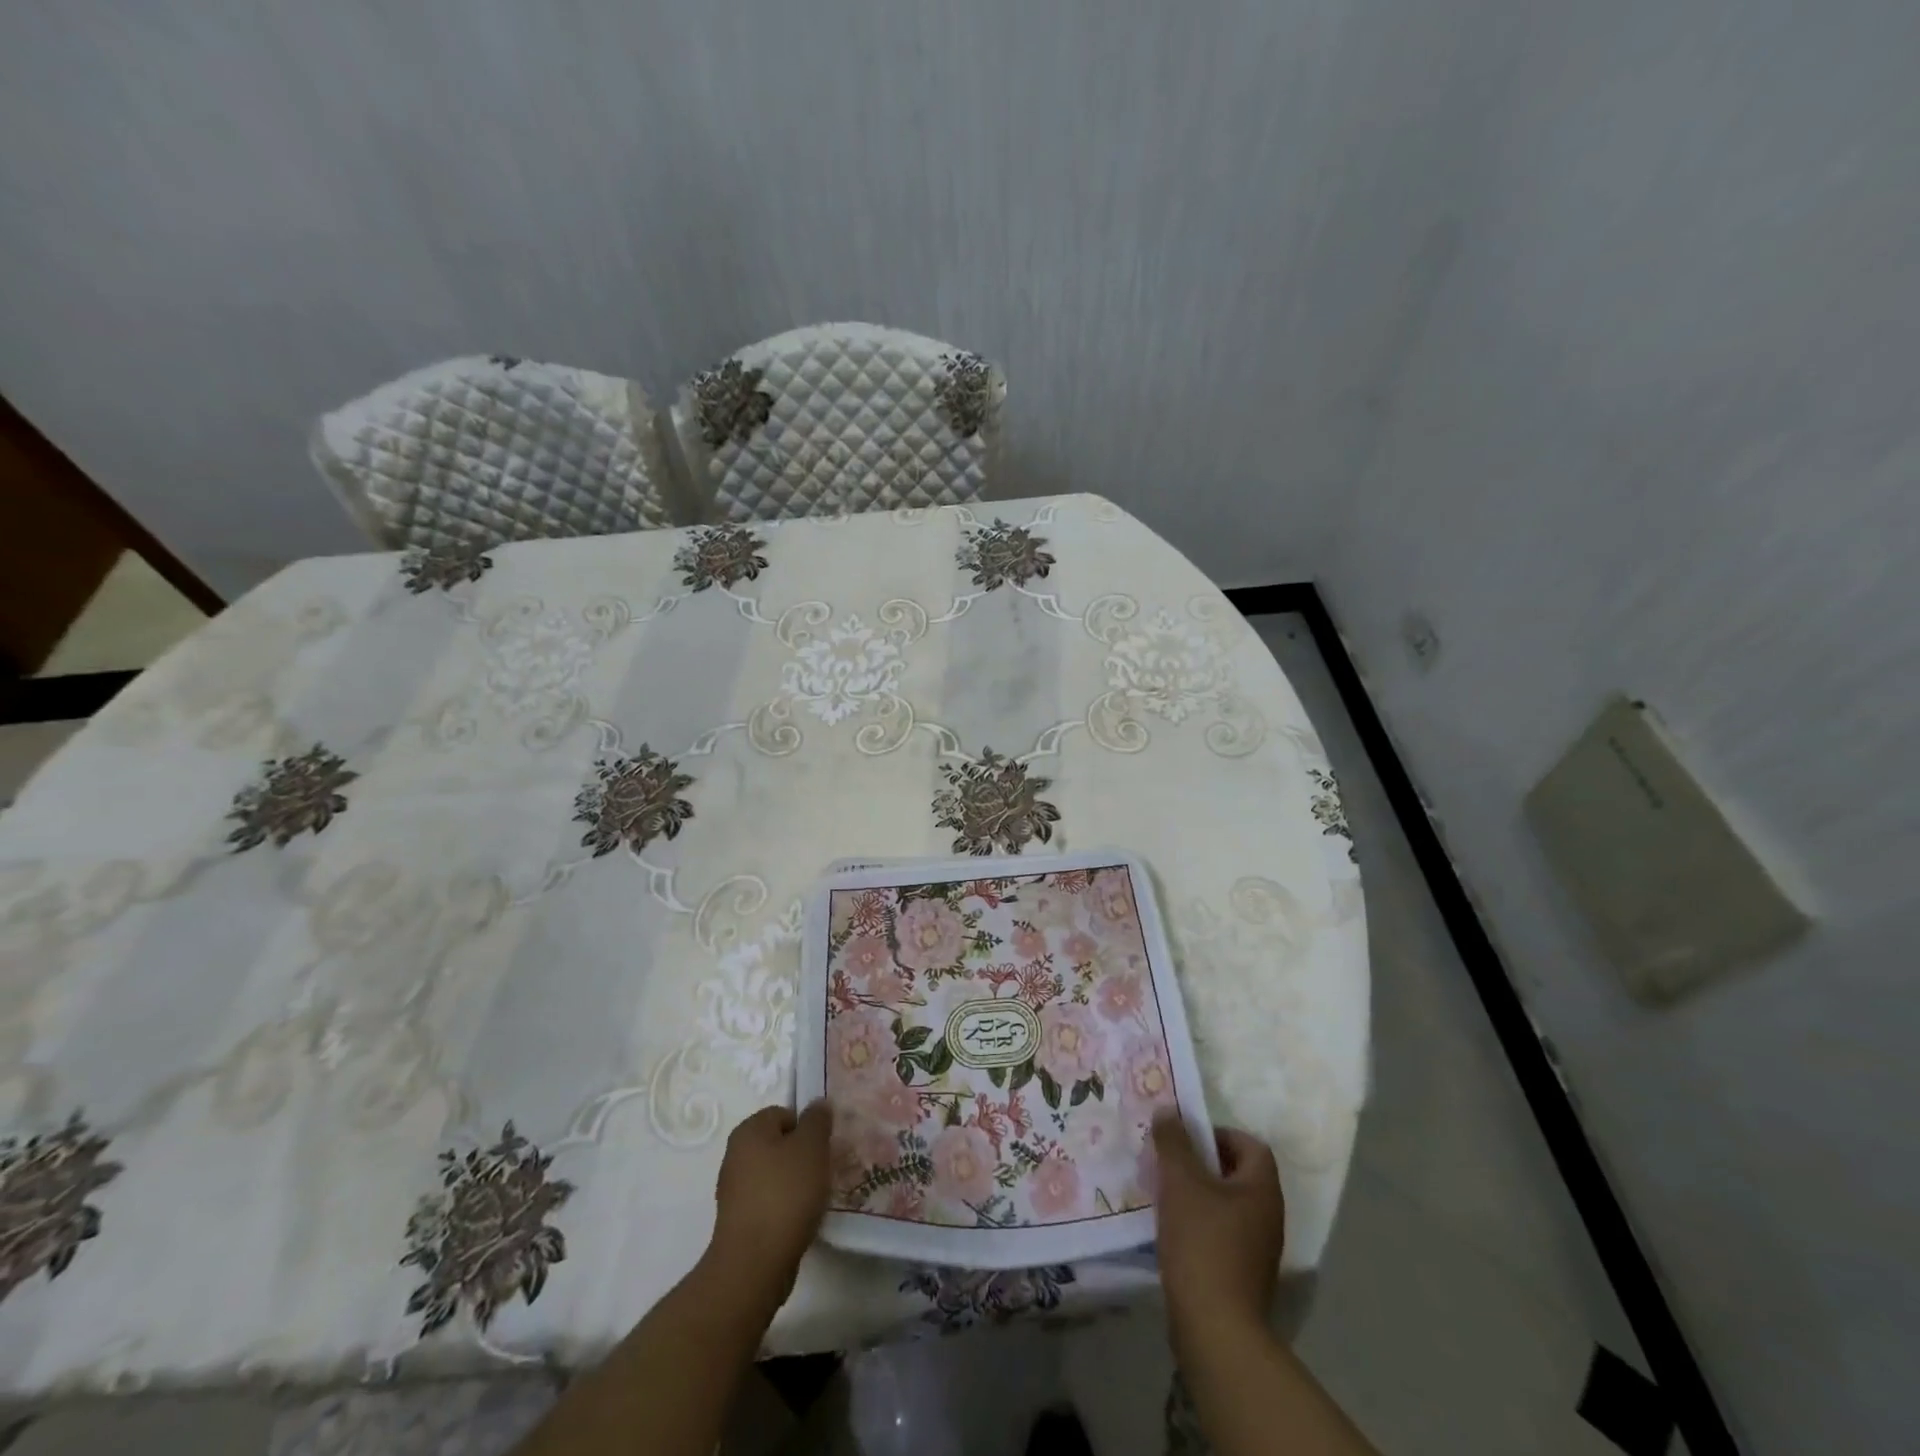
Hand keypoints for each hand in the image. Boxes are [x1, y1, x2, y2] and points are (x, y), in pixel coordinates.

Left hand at [706, 1101, 832, 1309]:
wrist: (754, 1264)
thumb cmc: (785, 1194)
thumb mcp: (811, 1147)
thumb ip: (817, 1120)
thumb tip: (817, 1104)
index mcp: (749, 1131)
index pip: (784, 1114)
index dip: (807, 1128)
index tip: (823, 1149)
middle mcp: (736, 1155)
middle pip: (779, 1144)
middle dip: (802, 1156)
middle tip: (822, 1172)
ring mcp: (734, 1191)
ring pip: (775, 1175)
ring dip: (795, 1184)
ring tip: (813, 1200)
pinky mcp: (739, 1222)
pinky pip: (769, 1202)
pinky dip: (785, 1208)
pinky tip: (799, 1221)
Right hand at [1152, 1114, 1285, 1341]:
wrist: (1216, 1330)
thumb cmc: (1203, 1243)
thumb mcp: (1180, 1181)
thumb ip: (1173, 1142)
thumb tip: (1168, 1111)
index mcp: (1262, 1190)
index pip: (1250, 1144)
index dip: (1219, 1134)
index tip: (1186, 1140)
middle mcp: (1268, 1216)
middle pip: (1238, 1174)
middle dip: (1202, 1163)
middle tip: (1169, 1162)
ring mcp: (1258, 1250)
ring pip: (1227, 1205)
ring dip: (1198, 1194)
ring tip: (1165, 1194)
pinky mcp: (1243, 1276)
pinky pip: (1222, 1233)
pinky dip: (1199, 1224)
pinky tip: (1172, 1231)